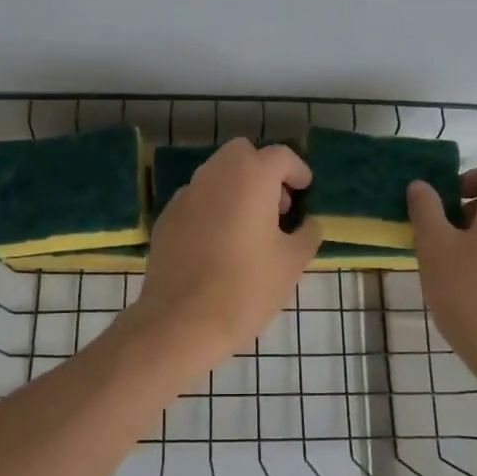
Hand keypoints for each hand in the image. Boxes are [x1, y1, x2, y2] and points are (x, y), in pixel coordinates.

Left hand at [126, 141, 321, 372]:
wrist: (181, 321)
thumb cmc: (246, 288)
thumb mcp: (291, 263)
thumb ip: (306, 235)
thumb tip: (309, 224)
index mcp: (250, 177)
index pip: (280, 156)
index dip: (297, 171)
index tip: (305, 191)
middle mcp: (215, 175)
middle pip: (242, 154)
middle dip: (263, 170)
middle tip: (277, 206)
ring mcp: (186, 194)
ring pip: (216, 174)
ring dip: (237, 187)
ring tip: (250, 226)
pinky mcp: (167, 217)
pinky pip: (197, 199)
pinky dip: (213, 207)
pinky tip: (219, 242)